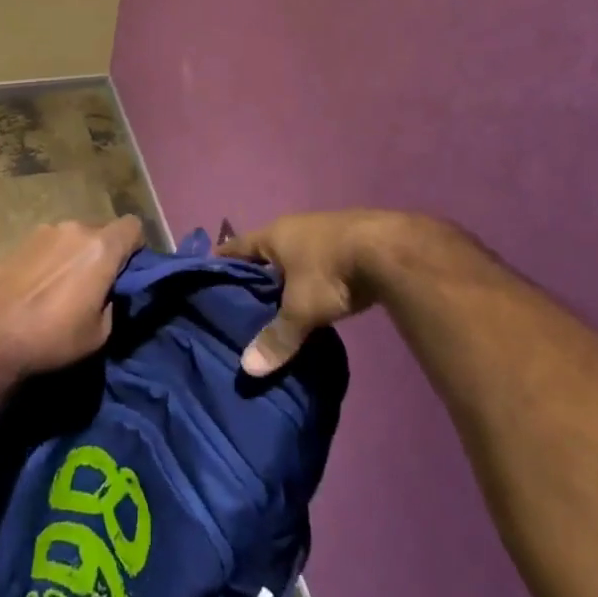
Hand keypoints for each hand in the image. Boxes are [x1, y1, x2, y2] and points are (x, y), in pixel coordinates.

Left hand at [0, 218, 144, 376]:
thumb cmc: (50, 338)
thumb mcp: (99, 334)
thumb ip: (113, 302)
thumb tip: (109, 291)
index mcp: (100, 248)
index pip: (133, 226)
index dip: (136, 247)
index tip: (127, 271)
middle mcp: (73, 229)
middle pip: (100, 232)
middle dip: (102, 254)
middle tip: (93, 287)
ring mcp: (42, 232)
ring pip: (71, 238)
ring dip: (73, 256)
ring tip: (58, 290)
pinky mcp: (17, 241)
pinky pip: (46, 246)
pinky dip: (48, 261)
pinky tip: (34, 289)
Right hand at [220, 210, 456, 374]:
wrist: (390, 251)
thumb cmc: (330, 272)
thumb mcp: (301, 308)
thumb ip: (277, 337)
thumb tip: (248, 369)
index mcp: (274, 235)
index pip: (236, 246)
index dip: (221, 260)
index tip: (207, 275)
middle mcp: (295, 227)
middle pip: (266, 250)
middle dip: (256, 272)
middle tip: (242, 299)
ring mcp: (324, 230)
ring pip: (295, 255)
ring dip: (287, 274)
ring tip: (278, 302)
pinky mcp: (350, 241)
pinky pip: (319, 260)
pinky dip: (312, 277)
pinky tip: (314, 296)